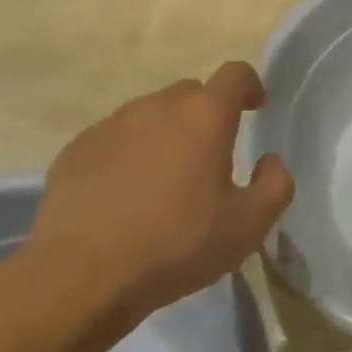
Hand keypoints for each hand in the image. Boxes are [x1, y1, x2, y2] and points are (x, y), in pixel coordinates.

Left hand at [27, 62, 293, 335]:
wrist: (80, 276)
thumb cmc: (176, 244)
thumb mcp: (248, 226)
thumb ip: (275, 185)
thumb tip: (270, 161)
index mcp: (205, 115)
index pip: (235, 75)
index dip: (250, 86)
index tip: (255, 108)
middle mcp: (158, 107)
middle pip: (191, 94)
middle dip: (206, 115)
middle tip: (209, 158)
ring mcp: (111, 125)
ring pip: (150, 115)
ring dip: (165, 135)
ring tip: (164, 181)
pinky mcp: (76, 150)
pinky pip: (113, 140)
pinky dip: (127, 156)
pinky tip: (124, 196)